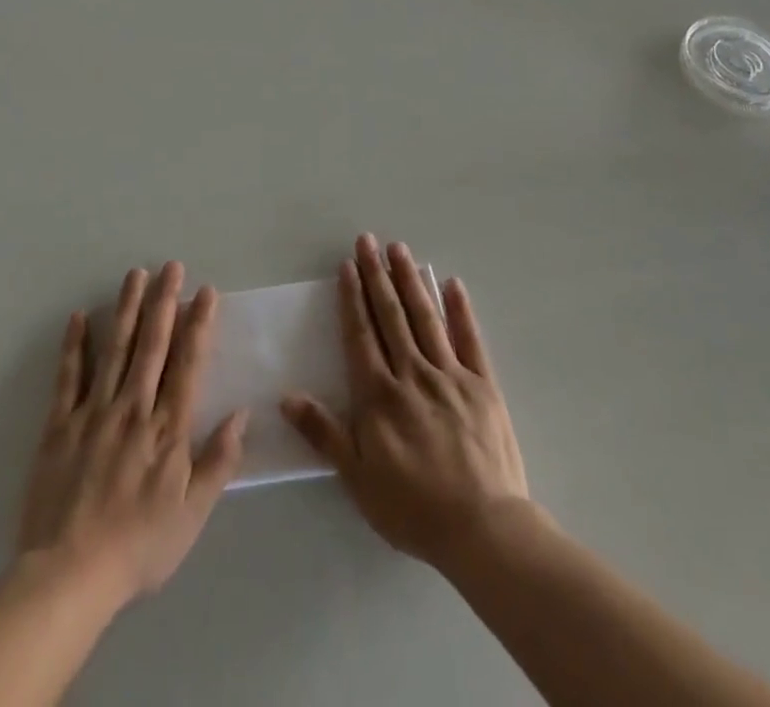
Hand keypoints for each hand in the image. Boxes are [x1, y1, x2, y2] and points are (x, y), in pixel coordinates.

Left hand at [17, 262, 245, 608]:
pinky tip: (78, 317)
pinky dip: (74, 346)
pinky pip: (68, 378)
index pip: (188, 364)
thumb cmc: (139, 547)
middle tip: (171, 266)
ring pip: (115, 349)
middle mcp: (133, 408)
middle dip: (164, 302)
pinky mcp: (60, 426)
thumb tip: (242, 414)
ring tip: (135, 274)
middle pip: (152, 345)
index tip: (206, 291)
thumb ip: (219, 461)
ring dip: (127, 309)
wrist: (69, 577)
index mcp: (167, 428)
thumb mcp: (192, 514)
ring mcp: (94, 413)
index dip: (199, 325)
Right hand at [281, 235, 528, 570]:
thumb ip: (324, 433)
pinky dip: (460, 310)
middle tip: (368, 240)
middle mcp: (413, 373)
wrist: (483, 528)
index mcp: (380, 395)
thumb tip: (286, 396)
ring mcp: (451, 374)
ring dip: (411, 280)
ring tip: (399, 249)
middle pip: (391, 315)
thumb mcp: (358, 479)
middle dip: (377, 275)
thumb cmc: (414, 508)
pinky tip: (452, 284)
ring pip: (426, 317)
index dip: (352, 298)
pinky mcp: (483, 384)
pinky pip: (470, 339)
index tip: (347, 265)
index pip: (361, 334)